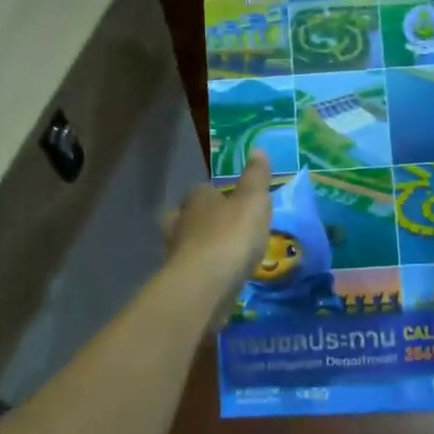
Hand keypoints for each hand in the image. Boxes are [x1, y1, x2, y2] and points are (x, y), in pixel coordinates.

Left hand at [162, 152, 273, 318]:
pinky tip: (219, 278)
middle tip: (221, 228)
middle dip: (200, 221)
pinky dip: (204, 271)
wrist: (206, 284)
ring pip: (186, 244)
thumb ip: (256, 177)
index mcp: (197, 199)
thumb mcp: (253, 201)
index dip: (217, 195)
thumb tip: (257, 149)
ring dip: (201, 247)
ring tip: (223, 255)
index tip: (233, 203)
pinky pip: (193, 270)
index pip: (203, 190)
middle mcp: (180, 222)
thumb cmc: (231, 235)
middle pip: (187, 216)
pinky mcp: (180, 281)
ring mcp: (176, 253)